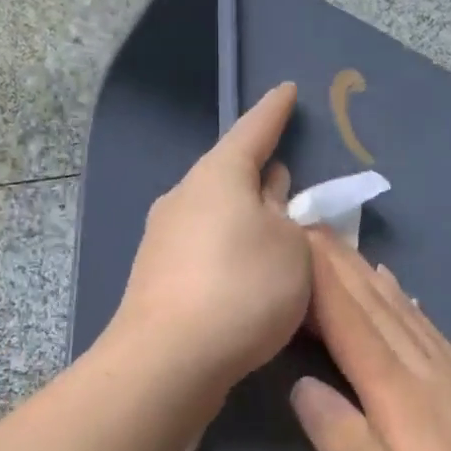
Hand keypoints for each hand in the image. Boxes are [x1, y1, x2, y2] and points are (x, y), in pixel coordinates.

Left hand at [111, 83, 310, 389]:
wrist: (169, 360)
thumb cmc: (243, 288)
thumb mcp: (292, 248)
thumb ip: (290, 220)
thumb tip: (268, 205)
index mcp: (218, 175)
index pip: (254, 129)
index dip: (275, 111)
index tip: (287, 91)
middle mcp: (184, 198)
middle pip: (231, 175)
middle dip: (262, 176)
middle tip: (290, 181)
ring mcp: (163, 239)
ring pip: (217, 216)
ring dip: (247, 221)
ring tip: (277, 237)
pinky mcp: (157, 279)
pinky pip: (205, 251)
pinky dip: (230, 254)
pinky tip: (247, 278)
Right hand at [289, 230, 450, 450]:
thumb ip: (350, 449)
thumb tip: (303, 386)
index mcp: (406, 403)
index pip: (355, 328)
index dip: (322, 283)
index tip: (292, 240)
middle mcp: (432, 377)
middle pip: (377, 309)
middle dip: (337, 265)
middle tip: (303, 224)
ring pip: (403, 313)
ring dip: (364, 274)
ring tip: (336, 245)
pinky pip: (428, 330)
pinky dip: (402, 300)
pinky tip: (393, 287)